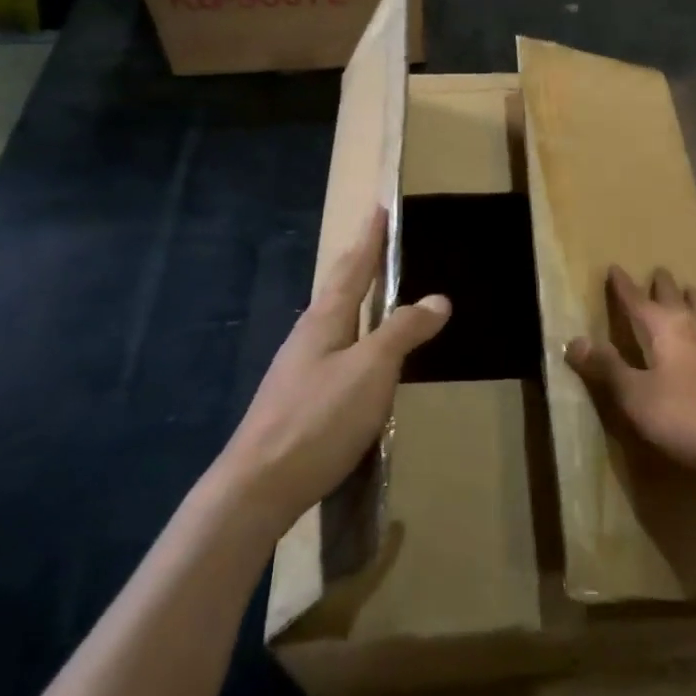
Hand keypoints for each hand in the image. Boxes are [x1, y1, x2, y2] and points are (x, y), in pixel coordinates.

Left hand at [222, 208, 449, 532]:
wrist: (257, 486)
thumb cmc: (318, 418)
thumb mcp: (371, 370)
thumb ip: (404, 331)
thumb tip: (438, 298)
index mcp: (325, 320)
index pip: (352, 268)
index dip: (369, 239)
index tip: (378, 209)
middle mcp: (308, 336)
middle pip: (336, 289)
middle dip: (357, 262)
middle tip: (374, 240)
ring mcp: (298, 369)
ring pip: (332, 320)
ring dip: (352, 298)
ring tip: (370, 292)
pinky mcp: (298, 400)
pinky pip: (332, 350)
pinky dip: (351, 335)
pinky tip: (356, 355)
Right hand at [564, 264, 695, 479]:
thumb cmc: (687, 416)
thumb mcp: (636, 396)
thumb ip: (607, 368)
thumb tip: (574, 340)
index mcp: (666, 329)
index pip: (637, 300)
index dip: (623, 286)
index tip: (615, 267)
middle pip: (677, 298)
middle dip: (663, 285)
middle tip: (659, 272)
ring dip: (692, 300)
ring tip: (690, 292)